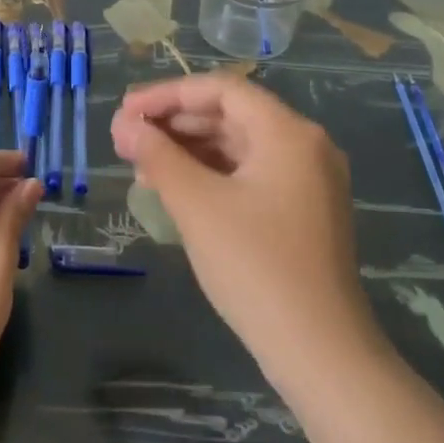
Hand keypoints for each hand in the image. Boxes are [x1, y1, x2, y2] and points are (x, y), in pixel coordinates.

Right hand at [111, 74, 385, 398]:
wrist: (320, 353)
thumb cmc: (255, 267)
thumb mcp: (197, 205)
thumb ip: (158, 156)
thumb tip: (123, 125)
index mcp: (288, 133)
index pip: (221, 90)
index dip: (167, 94)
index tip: (125, 112)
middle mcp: (305, 146)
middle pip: (230, 115)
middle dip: (175, 122)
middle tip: (126, 137)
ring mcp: (308, 180)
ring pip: (238, 146)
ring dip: (189, 149)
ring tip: (141, 163)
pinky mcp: (302, 211)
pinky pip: (249, 174)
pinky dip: (210, 174)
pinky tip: (175, 188)